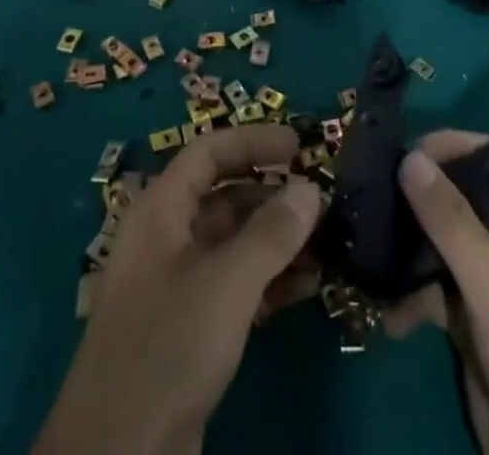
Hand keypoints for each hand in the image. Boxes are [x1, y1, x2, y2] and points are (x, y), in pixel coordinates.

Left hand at [32, 124, 326, 454]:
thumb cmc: (166, 347)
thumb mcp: (225, 285)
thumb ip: (271, 233)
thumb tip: (310, 188)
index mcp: (160, 211)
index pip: (208, 153)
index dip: (252, 142)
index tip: (299, 146)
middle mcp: (167, 238)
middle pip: (224, 197)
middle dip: (273, 194)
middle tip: (323, 199)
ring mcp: (178, 286)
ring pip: (235, 243)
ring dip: (278, 239)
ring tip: (328, 241)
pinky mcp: (192, 329)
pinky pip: (237, 285)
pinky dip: (271, 279)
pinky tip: (310, 284)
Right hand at [384, 131, 488, 454]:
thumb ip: (451, 222)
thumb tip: (409, 157)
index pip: (488, 162)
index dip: (446, 151)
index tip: (398, 155)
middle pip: (457, 202)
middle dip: (415, 205)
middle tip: (370, 201)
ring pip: (439, 246)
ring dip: (406, 255)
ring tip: (369, 258)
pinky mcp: (472, 323)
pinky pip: (433, 290)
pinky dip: (410, 298)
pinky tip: (388, 315)